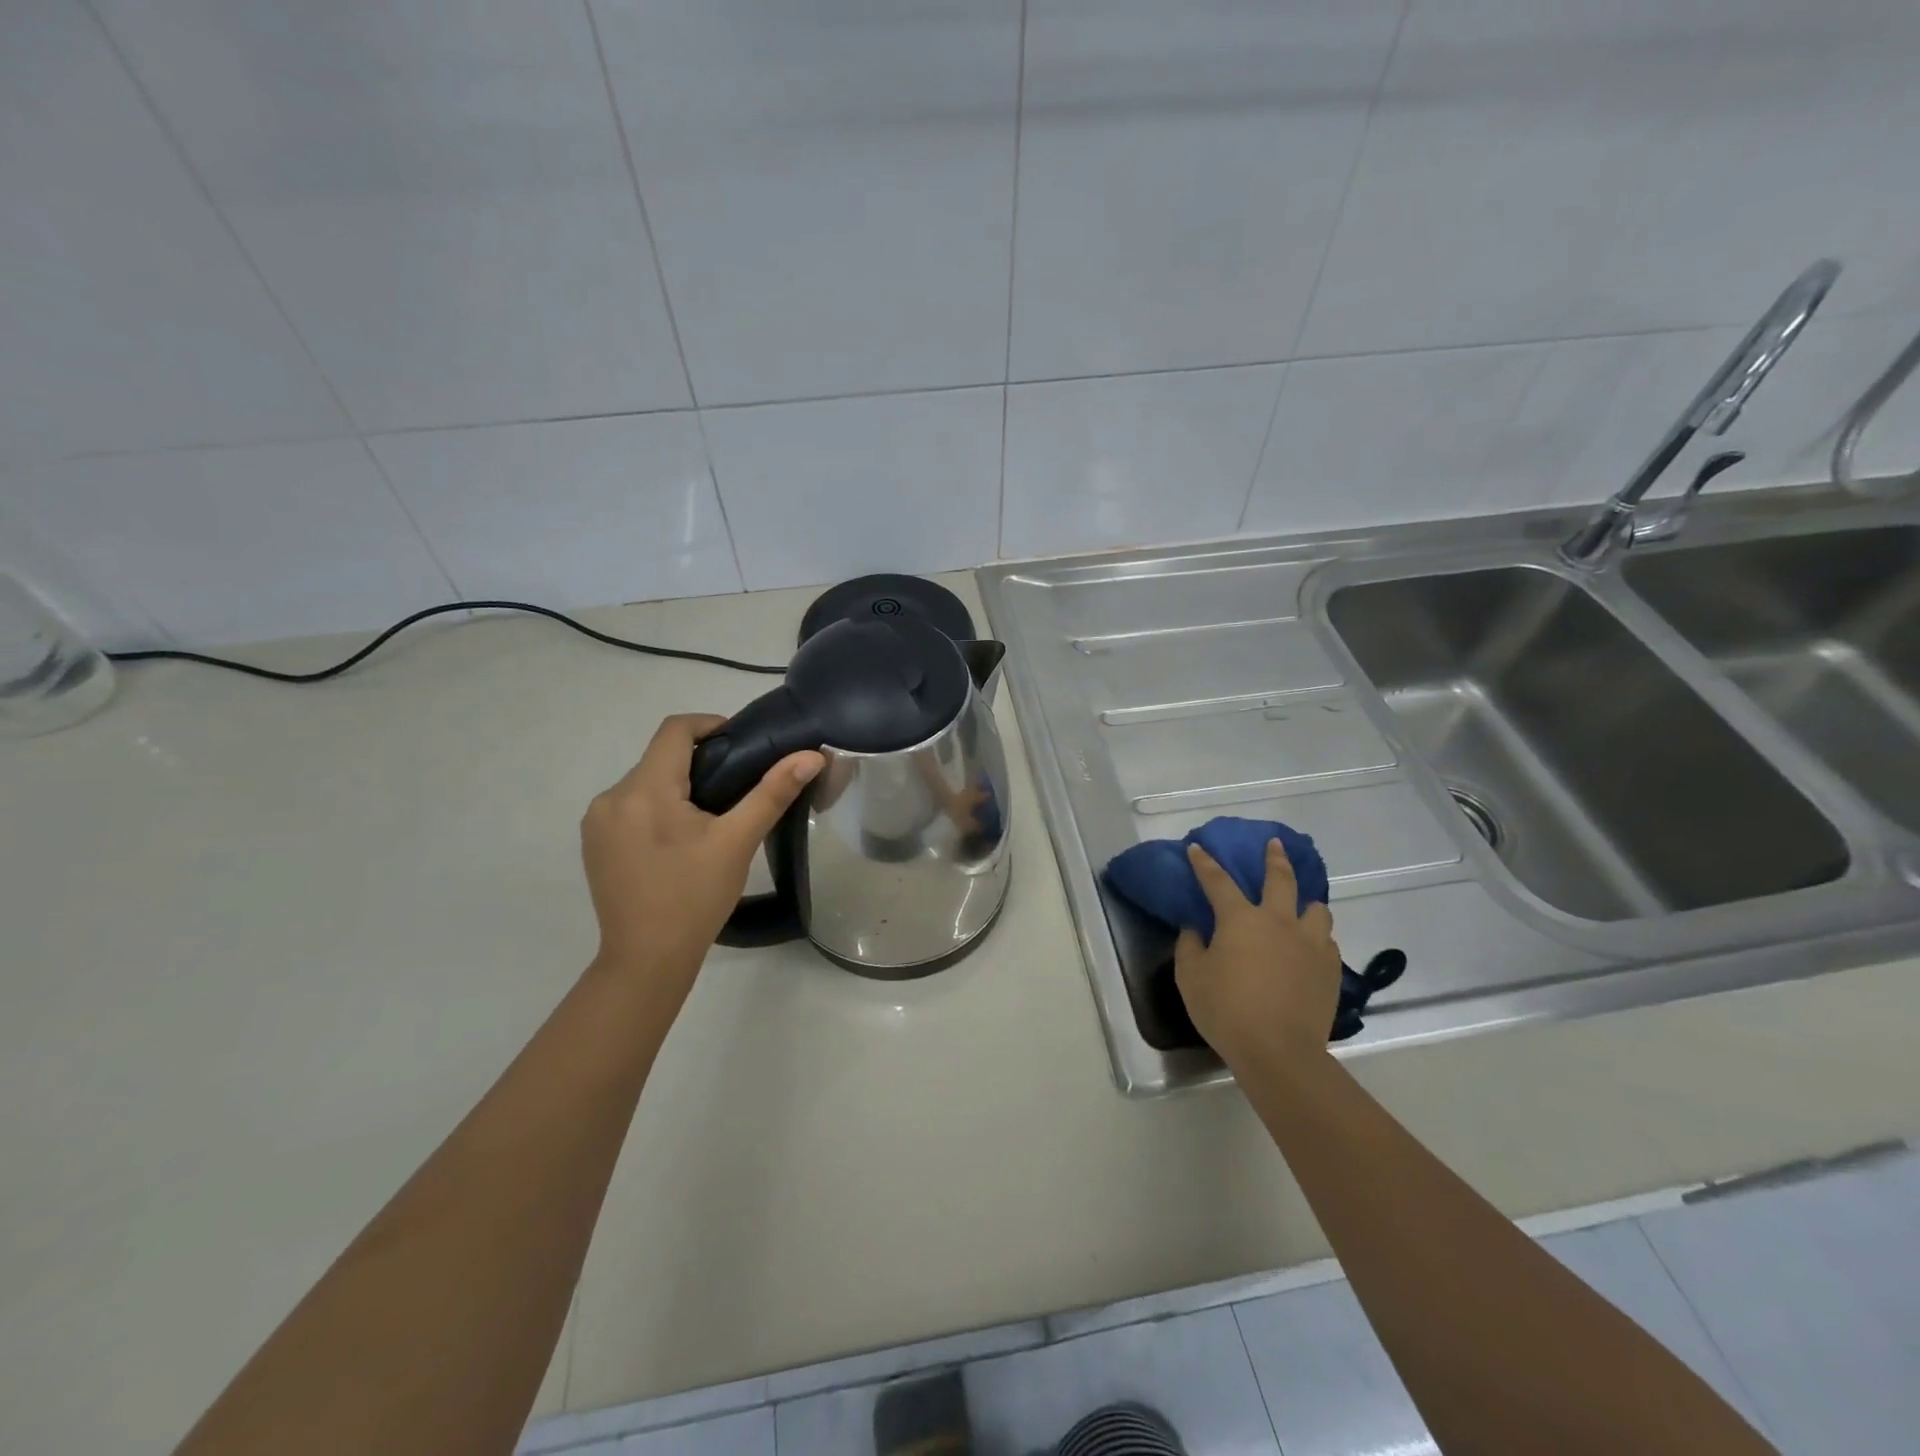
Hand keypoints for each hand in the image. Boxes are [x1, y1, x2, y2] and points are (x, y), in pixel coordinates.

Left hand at [581, 714, 822, 988]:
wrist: (646, 960)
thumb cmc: (695, 898)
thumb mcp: (738, 842)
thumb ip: (773, 793)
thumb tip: (811, 756)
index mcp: (644, 790)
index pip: (675, 730)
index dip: (710, 725)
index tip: (742, 744)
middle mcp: (611, 797)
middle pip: (660, 757)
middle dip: (699, 763)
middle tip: (737, 789)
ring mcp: (596, 822)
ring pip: (645, 782)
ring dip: (678, 787)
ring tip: (711, 817)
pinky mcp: (594, 843)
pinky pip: (630, 806)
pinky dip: (657, 808)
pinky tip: (679, 840)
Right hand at [1174, 839, 1342, 1069]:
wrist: (1279, 1050)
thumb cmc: (1226, 1009)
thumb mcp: (1191, 977)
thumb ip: (1190, 947)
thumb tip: (1195, 929)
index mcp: (1240, 919)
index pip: (1218, 881)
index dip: (1204, 863)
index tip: (1197, 847)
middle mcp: (1278, 922)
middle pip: (1280, 879)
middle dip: (1275, 858)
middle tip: (1275, 844)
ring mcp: (1310, 944)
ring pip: (1316, 909)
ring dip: (1306, 904)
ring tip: (1301, 908)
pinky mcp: (1330, 969)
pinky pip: (1326, 942)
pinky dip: (1316, 938)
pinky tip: (1309, 949)